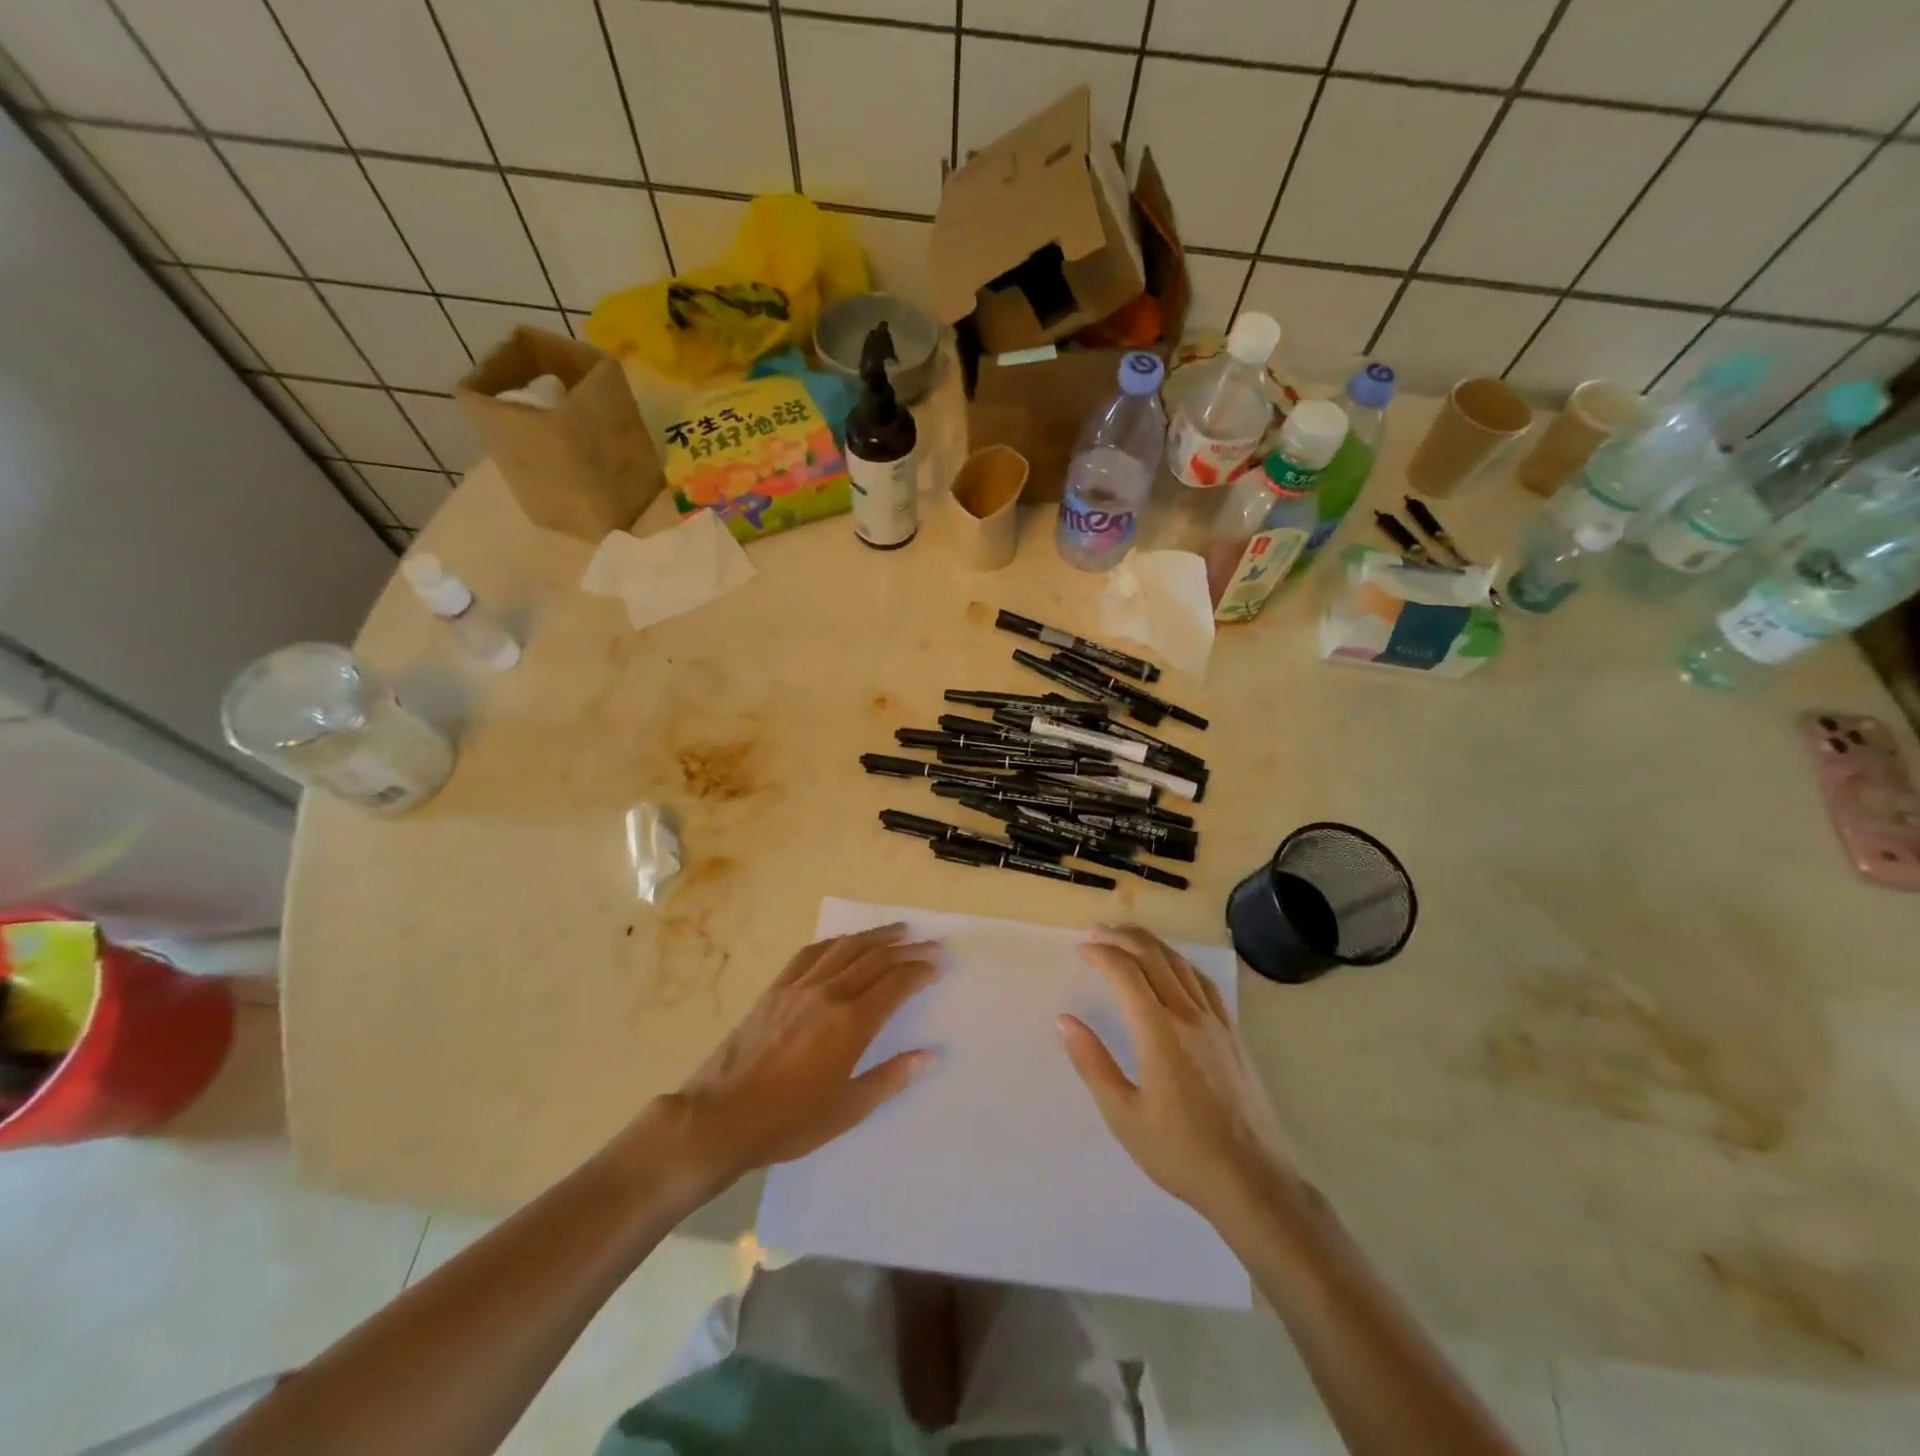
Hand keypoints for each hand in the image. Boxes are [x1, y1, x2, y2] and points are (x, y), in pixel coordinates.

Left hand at [662, 924, 939, 1193]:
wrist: (722, 1117)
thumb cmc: (790, 1121)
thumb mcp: (848, 1110)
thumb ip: (890, 1078)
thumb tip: (929, 1055)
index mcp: (851, 1023)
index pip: (895, 984)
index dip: (920, 970)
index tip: (938, 964)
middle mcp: (829, 994)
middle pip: (875, 959)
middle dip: (906, 949)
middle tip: (929, 944)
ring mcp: (800, 987)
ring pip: (845, 948)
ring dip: (875, 936)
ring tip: (897, 930)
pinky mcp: (776, 989)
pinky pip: (810, 953)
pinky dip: (834, 942)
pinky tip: (844, 941)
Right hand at [1059, 925, 1295, 1230]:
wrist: (1253, 1182)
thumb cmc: (1181, 1153)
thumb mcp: (1124, 1116)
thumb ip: (1093, 1063)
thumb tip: (1065, 1021)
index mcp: (1159, 1032)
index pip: (1125, 972)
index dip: (1101, 954)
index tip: (1081, 950)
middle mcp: (1189, 1015)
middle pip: (1154, 956)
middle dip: (1123, 937)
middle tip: (1097, 932)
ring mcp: (1216, 1022)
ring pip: (1180, 964)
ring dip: (1150, 944)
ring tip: (1127, 939)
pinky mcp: (1233, 1034)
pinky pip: (1203, 982)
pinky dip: (1179, 963)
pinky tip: (1173, 968)